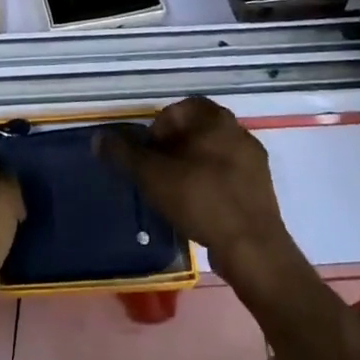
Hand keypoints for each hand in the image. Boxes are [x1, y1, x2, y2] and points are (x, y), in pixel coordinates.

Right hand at [98, 98, 302, 286]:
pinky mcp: (261, 189)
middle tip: (154, 175)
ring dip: (190, 168)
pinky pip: (226, 177)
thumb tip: (98, 138)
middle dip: (170, 150)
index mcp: (215, 118)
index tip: (146, 157)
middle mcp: (238, 131)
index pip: (177, 110)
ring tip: (173, 194)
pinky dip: (208, 186)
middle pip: (194, 132)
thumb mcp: (152, 175)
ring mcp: (253, 160)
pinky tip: (197, 209)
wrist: (253, 249)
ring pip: (210, 154)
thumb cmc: (200, 199)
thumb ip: (123, 154)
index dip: (155, 130)